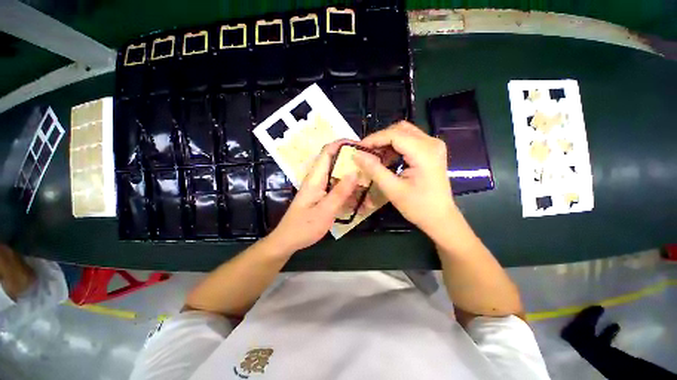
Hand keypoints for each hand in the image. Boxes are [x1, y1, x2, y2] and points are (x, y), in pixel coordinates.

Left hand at [267, 141, 358, 252]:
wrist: (287, 241)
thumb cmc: (304, 227)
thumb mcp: (325, 211)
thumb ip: (340, 192)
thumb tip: (355, 172)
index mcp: (315, 178)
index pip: (327, 151)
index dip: (343, 144)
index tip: (361, 145)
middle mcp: (317, 179)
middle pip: (335, 161)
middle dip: (352, 160)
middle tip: (370, 164)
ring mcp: (320, 188)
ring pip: (338, 175)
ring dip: (352, 175)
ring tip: (369, 179)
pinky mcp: (322, 196)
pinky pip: (337, 187)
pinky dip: (348, 188)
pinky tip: (359, 195)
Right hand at [353, 121, 458, 235]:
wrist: (440, 218)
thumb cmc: (418, 207)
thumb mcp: (392, 189)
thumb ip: (374, 169)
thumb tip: (357, 154)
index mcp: (424, 152)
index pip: (394, 134)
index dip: (374, 139)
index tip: (358, 148)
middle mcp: (431, 143)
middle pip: (400, 129)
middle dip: (380, 139)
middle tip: (366, 152)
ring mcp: (433, 145)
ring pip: (404, 133)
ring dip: (387, 142)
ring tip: (375, 157)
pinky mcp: (431, 151)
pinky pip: (410, 140)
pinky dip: (395, 146)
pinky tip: (387, 159)